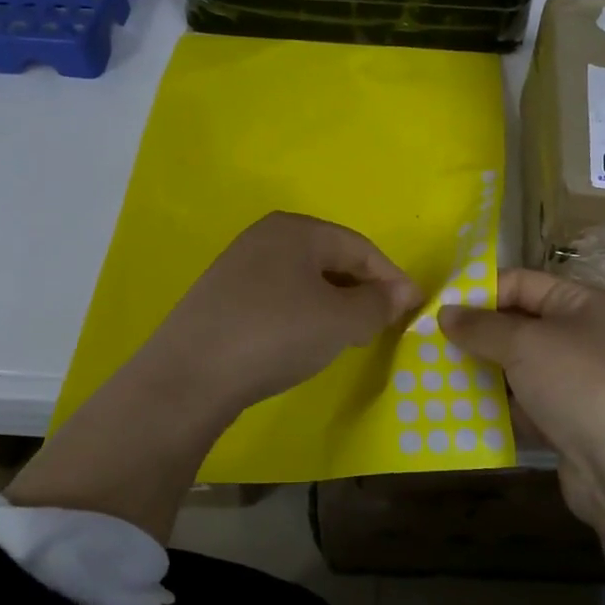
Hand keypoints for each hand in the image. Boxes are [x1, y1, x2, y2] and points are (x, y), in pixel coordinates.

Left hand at [141, 212, 421, 416]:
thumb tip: (401, 294)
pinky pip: (279, 297)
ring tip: (350, 335)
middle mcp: (265, 237)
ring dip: (335, 304)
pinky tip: (305, 340)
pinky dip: (304, 314)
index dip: (392, 278)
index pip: (360, 247)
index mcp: (296, 229)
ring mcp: (239, 266)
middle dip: (363, 290)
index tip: (415, 308)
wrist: (190, 376)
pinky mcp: (222, 297)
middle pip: (331, 259)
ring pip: (304, 280)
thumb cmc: (275, 334)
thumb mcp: (339, 320)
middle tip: (384, 324)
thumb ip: (378, 304)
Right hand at [439, 270, 604, 525]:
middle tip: (428, 344)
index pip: (521, 283)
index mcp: (581, 303)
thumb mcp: (525, 344)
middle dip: (476, 335)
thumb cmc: (581, 384)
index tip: (436, 308)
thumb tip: (445, 313)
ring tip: (434, 377)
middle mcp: (582, 337)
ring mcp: (578, 384)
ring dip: (482, 373)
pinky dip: (497, 408)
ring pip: (518, 369)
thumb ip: (481, 327)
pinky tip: (460, 412)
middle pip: (518, 326)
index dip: (479, 291)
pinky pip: (524, 406)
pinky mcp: (569, 424)